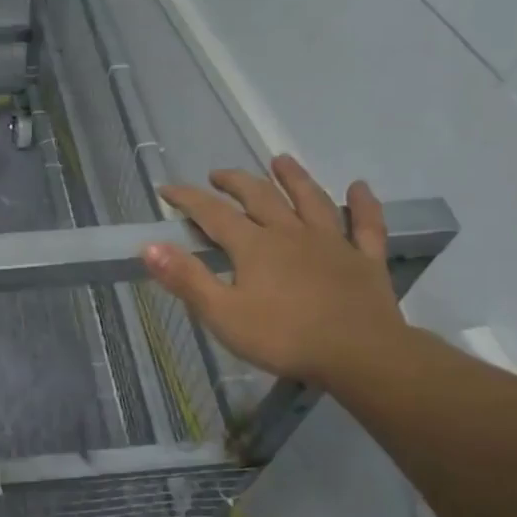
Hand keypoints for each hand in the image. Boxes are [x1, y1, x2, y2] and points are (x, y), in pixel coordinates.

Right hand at [143, 155, 406, 387]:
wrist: (360, 355)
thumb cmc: (284, 338)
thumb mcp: (222, 314)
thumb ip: (186, 279)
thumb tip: (149, 246)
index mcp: (255, 246)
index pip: (213, 214)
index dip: (187, 199)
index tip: (166, 189)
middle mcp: (291, 233)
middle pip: (260, 197)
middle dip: (235, 182)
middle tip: (218, 175)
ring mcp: (333, 243)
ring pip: (311, 200)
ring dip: (294, 178)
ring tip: (280, 160)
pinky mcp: (365, 260)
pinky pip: (366, 226)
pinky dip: (364, 205)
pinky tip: (360, 187)